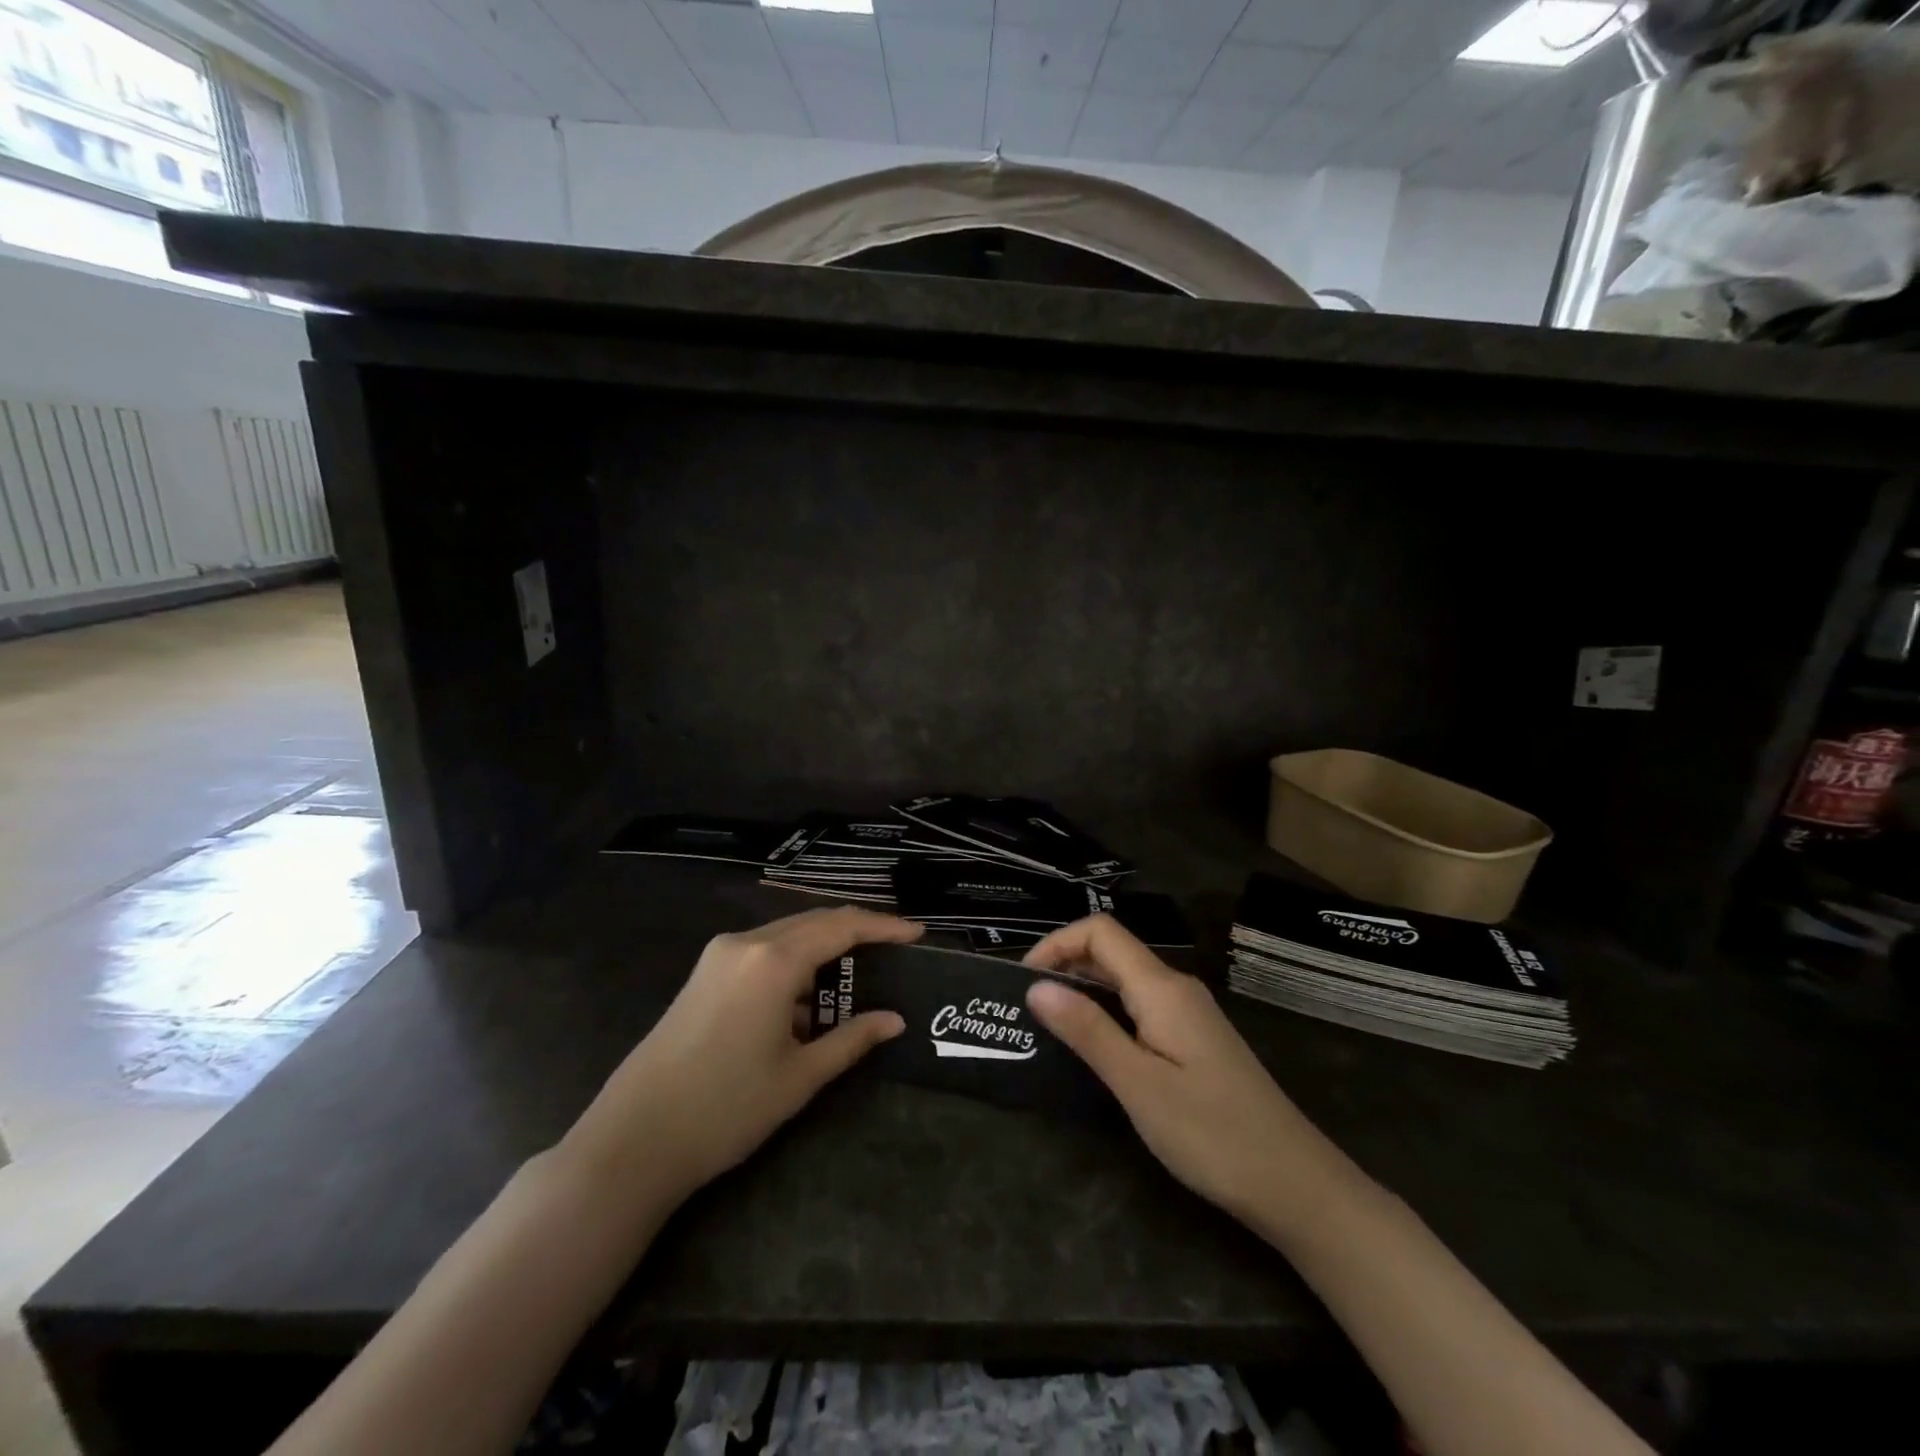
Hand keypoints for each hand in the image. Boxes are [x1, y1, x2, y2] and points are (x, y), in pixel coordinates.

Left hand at [566, 907, 922, 1198]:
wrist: (632, 1140)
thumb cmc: (725, 1109)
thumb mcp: (799, 1077)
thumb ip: (851, 1039)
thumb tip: (894, 1020)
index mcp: (773, 960)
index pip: (841, 926)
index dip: (883, 926)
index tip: (917, 933)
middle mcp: (745, 942)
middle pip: (813, 921)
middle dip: (856, 931)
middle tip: (894, 948)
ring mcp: (719, 955)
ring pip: (787, 934)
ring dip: (823, 948)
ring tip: (856, 976)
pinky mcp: (704, 973)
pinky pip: (763, 951)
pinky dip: (794, 962)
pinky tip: (806, 999)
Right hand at [1024, 915, 1335, 1225]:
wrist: (1295, 1185)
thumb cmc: (1212, 1134)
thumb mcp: (1138, 1083)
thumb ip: (1087, 1030)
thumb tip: (1036, 986)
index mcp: (1162, 988)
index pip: (1101, 931)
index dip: (1057, 943)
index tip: (1025, 982)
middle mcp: (1176, 988)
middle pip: (1111, 951)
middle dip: (1064, 966)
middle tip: (1027, 1009)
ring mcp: (1188, 1014)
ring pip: (1125, 981)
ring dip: (1083, 991)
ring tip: (1050, 1028)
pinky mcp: (1194, 1040)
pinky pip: (1140, 1007)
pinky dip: (1107, 1013)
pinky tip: (1095, 1049)